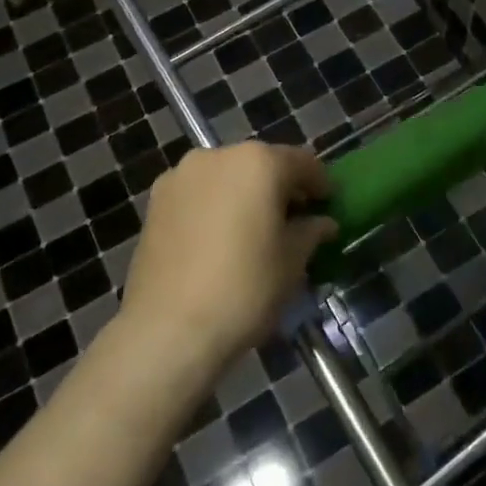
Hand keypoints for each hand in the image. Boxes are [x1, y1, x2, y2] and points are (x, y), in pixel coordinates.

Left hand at [118, 142, 336, 381]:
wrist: (167, 329)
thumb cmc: (244, 289)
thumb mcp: (292, 262)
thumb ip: (311, 232)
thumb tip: (322, 222)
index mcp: (258, 162)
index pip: (302, 162)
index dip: (320, 184)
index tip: (329, 206)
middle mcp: (218, 155)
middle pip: (261, 164)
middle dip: (280, 187)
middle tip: (293, 220)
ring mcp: (181, 175)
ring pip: (226, 177)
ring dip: (244, 194)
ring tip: (253, 232)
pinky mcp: (156, 201)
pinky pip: (198, 194)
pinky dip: (214, 206)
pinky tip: (219, 240)